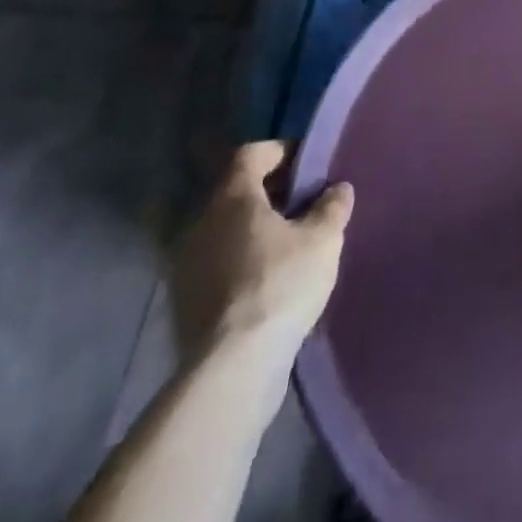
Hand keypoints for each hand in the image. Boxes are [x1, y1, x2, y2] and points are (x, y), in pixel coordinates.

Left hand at [171, 141, 353, 372]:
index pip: (252, 154)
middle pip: (237, 192)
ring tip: (291, 246)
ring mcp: (186, 266)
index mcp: (232, 198)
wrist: (232, 369)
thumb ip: (331, 207)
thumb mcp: (323, 239)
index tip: (309, 165)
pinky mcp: (184, 304)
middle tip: (306, 205)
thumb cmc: (280, 285)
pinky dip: (242, 262)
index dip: (282, 152)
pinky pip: (218, 264)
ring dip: (255, 231)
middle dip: (272, 194)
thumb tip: (337, 189)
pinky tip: (270, 282)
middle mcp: (201, 223)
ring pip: (226, 231)